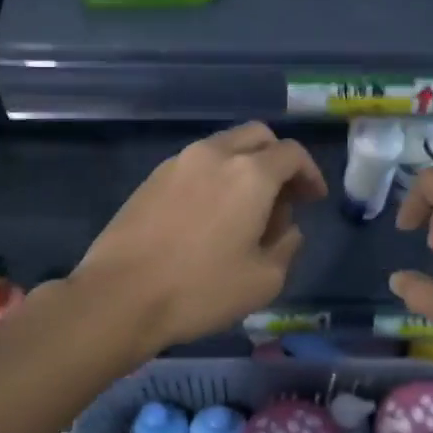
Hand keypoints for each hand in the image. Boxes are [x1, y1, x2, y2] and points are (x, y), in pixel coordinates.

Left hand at [76, 123, 327, 353]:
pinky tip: (211, 214)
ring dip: (245, 167)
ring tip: (246, 209)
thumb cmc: (200, 290)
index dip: (310, 174)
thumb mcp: (263, 281)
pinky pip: (196, 164)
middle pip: (257, 137)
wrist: (119, 296)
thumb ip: (286, 247)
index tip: (313, 199)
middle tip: (284, 197)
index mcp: (250, 174)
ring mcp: (178, 162)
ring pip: (224, 147)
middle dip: (278, 160)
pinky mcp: (152, 178)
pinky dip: (215, 176)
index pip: (292, 154)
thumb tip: (286, 228)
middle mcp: (215, 154)